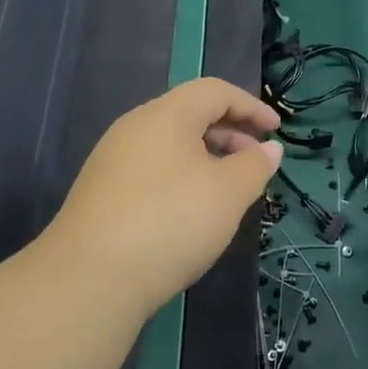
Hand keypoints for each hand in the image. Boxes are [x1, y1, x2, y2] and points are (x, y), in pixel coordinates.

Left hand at [44, 78, 282, 317]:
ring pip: (170, 145)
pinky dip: (181, 178)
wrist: (91, 277)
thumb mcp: (228, 193)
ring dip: (206, 158)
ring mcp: (112, 161)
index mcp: (165, 115)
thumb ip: (255, 165)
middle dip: (229, 132)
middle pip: (189, 114)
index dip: (250, 106)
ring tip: (228, 190)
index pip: (214, 91)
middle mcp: (134, 128)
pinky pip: (152, 170)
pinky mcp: (102, 193)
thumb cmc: (171, 221)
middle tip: (255, 162)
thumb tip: (269, 148)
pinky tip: (190, 212)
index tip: (276, 130)